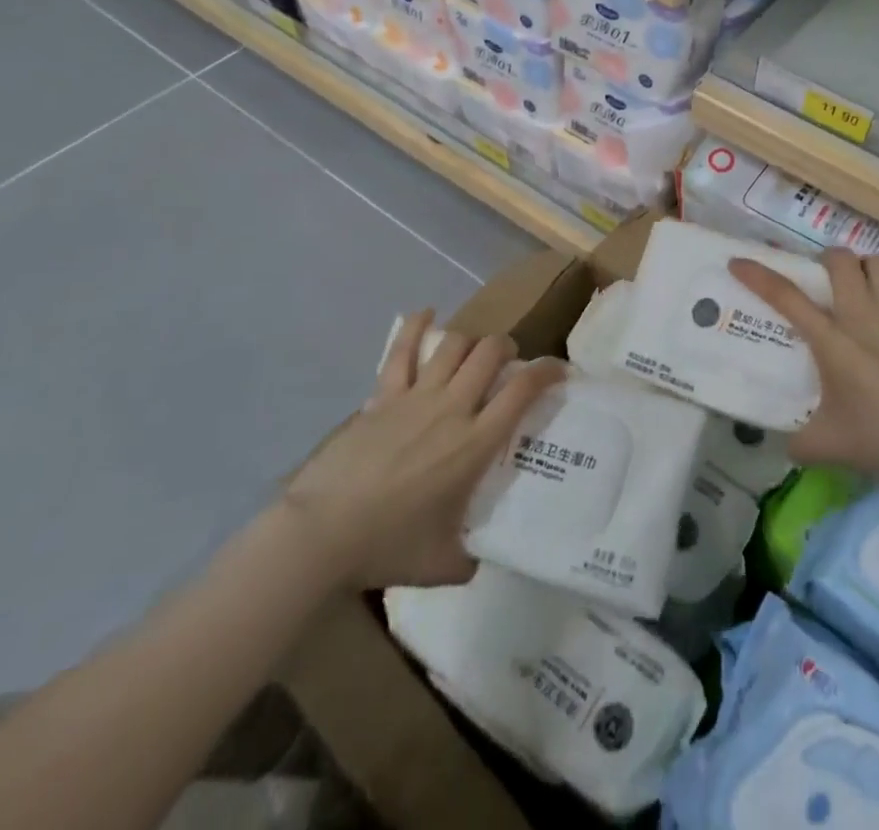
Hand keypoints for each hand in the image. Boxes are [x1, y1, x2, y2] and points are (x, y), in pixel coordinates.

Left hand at [280, 311, 564, 591]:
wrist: (321, 534)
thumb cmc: (386, 547)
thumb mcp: (443, 566)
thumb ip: (469, 558)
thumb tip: (479, 558)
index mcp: (474, 444)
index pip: (522, 391)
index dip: (547, 371)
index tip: (558, 370)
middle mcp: (452, 408)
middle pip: (490, 352)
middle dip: (507, 347)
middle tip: (508, 362)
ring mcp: (415, 397)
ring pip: (454, 344)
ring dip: (470, 341)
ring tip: (472, 351)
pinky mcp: (382, 395)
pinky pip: (402, 350)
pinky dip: (416, 326)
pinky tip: (426, 313)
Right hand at [729, 249, 878, 485]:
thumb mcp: (827, 447)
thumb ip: (799, 442)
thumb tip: (787, 446)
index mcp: (831, 339)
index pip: (786, 297)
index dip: (758, 276)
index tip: (739, 262)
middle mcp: (863, 314)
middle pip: (840, 260)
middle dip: (828, 260)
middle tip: (826, 279)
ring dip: (869, 270)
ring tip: (867, 287)